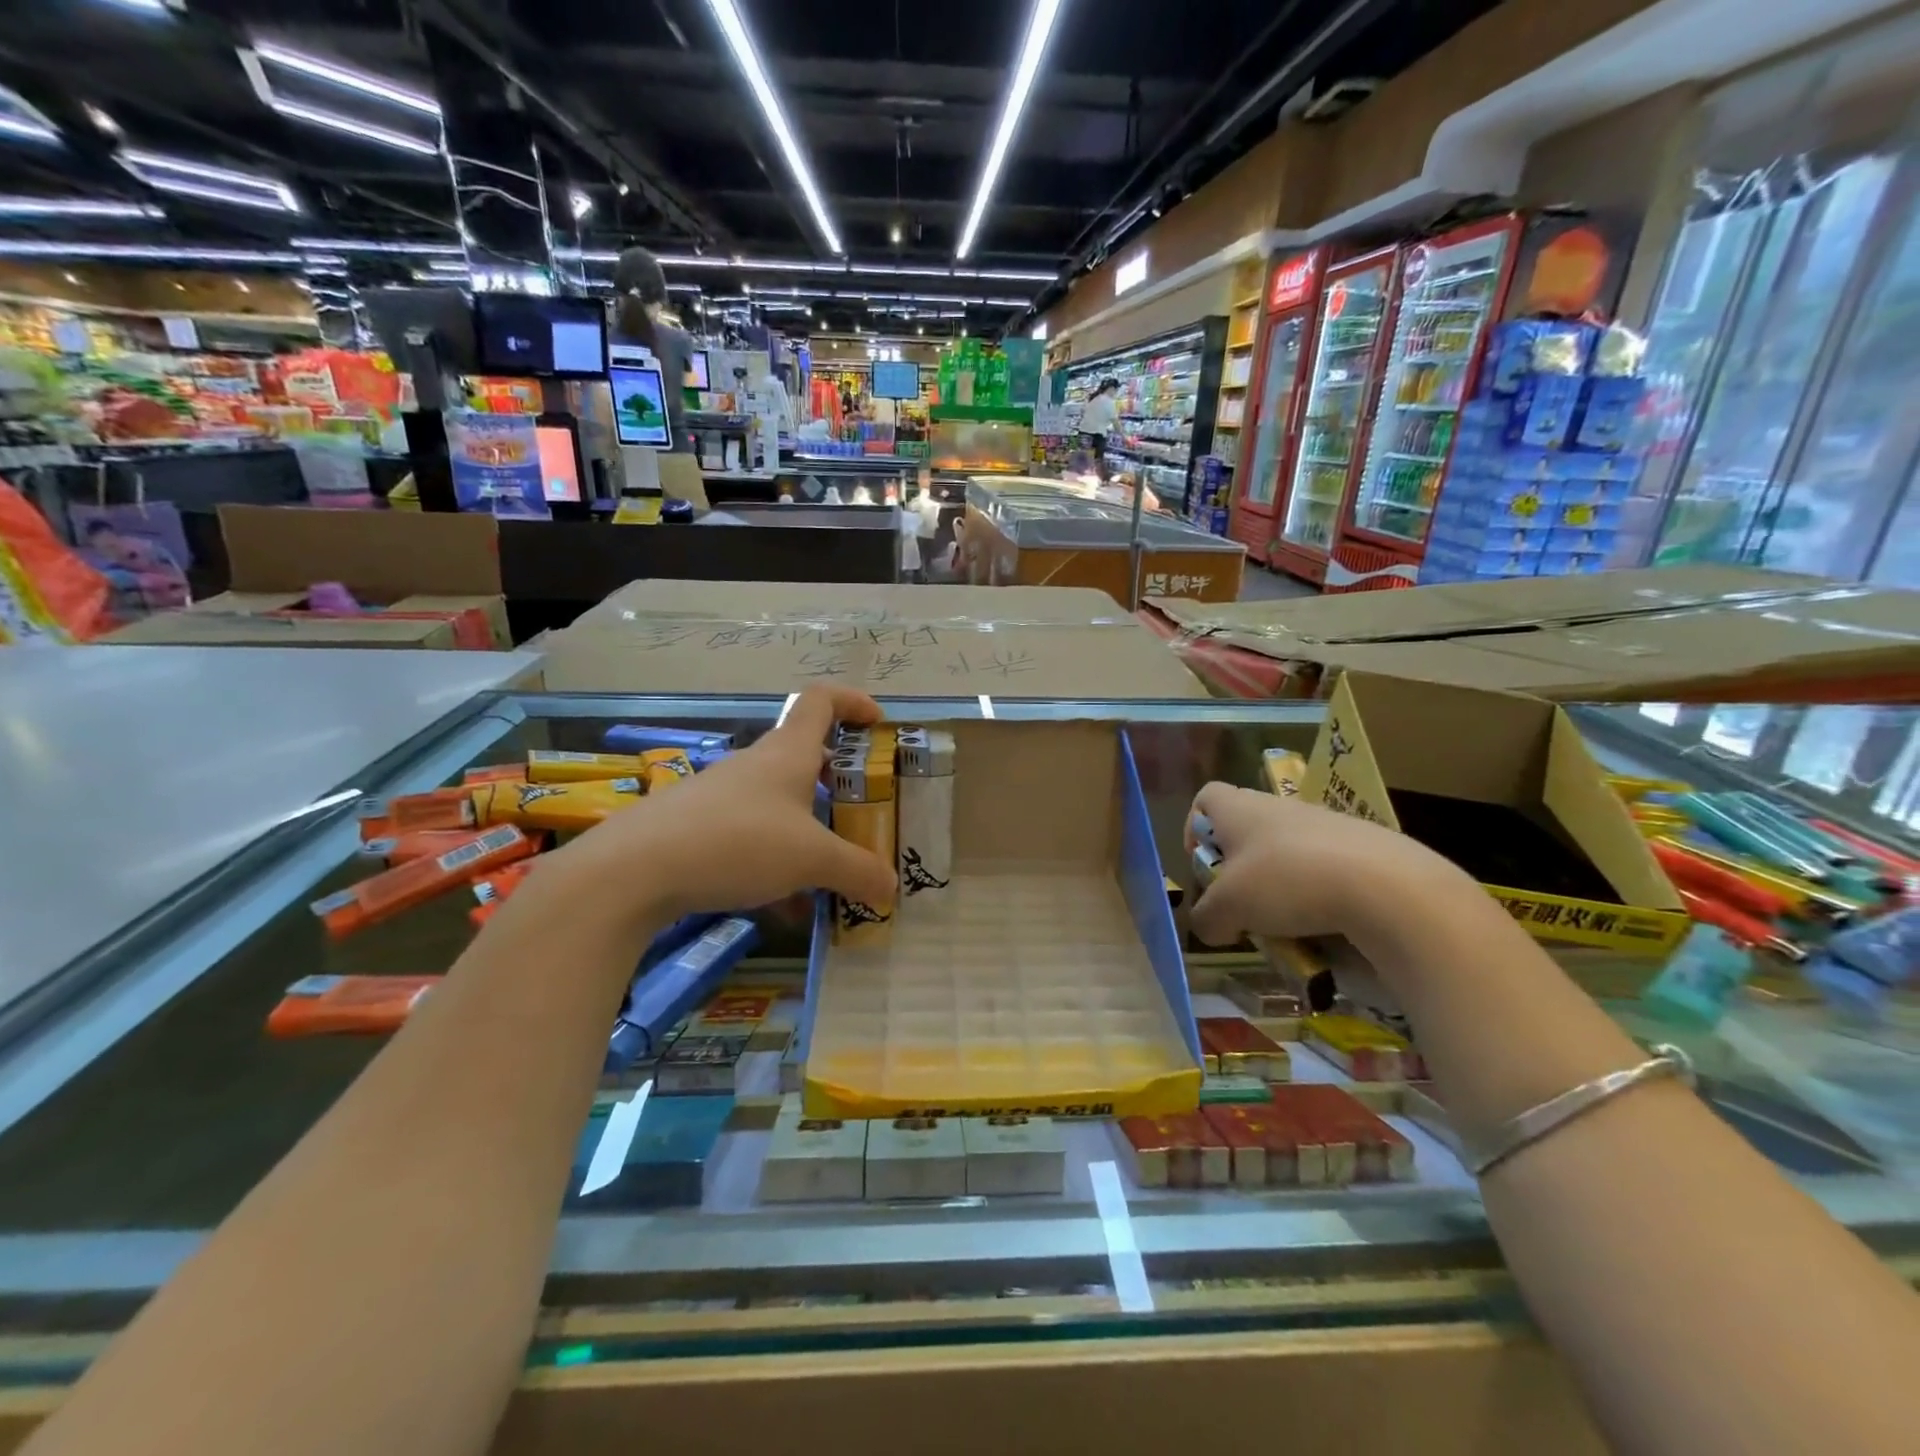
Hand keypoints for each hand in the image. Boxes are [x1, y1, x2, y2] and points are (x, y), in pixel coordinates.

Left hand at [563, 686, 897, 920]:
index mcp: (788, 753)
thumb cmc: (739, 842)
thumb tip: (891, 889)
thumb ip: (858, 871)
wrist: (634, 870)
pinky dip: (776, 862)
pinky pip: (752, 837)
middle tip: (864, 813)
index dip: (854, 702)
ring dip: (809, 830)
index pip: (822, 701)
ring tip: (831, 873)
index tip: (879, 724)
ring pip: (780, 803)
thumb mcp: (812, 860)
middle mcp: (756, 765)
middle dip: (839, 783)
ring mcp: (723, 795)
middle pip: (805, 756)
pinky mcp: (698, 826)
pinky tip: (783, 906)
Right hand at [1185, 782, 1461, 946]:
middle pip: (1246, 829)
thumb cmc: (1286, 882)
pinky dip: (1317, 896)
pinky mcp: (1363, 848)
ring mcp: (1325, 824)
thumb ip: (1207, 918)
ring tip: (1284, 924)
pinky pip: (1325, 869)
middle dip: (1239, 869)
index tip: (1203, 864)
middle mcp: (1280, 806)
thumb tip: (1210, 926)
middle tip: (1241, 904)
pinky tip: (1324, 927)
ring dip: (1278, 886)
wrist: (1386, 887)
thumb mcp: (1228, 910)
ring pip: (1287, 852)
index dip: (1195, 828)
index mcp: (1240, 808)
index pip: (1205, 797)